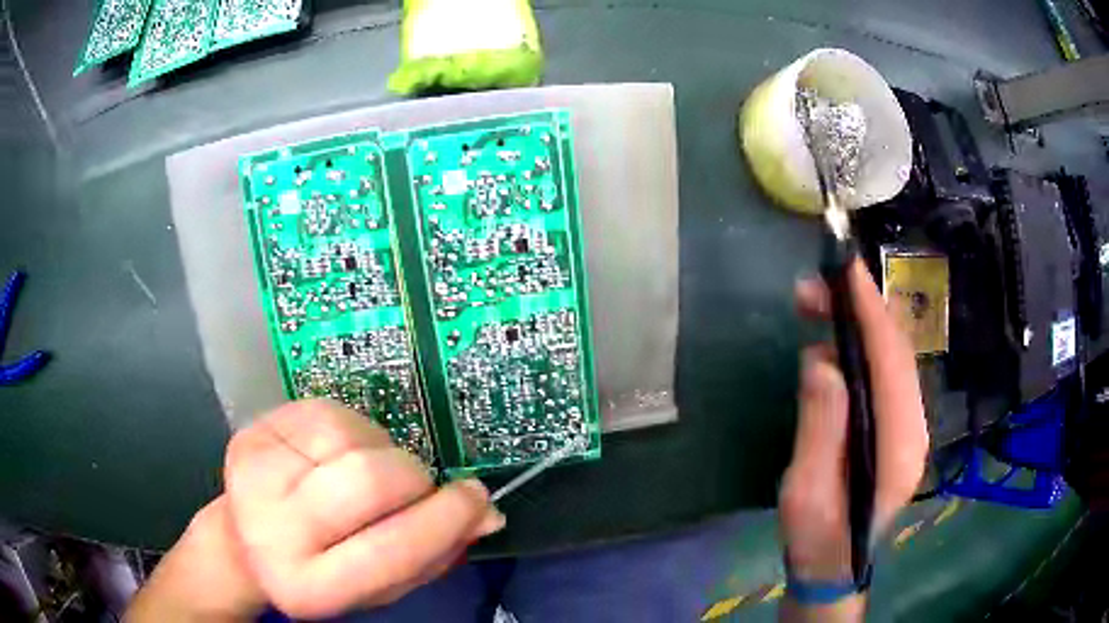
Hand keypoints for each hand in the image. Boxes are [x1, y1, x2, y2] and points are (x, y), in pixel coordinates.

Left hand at [127, 399, 504, 620]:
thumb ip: (433, 555)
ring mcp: (256, 473)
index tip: (476, 499)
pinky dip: (354, 433)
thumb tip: (486, 514)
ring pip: (352, 440)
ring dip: (382, 454)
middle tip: (417, 488)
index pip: (390, 552)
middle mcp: (273, 531)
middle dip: (413, 480)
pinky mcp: (254, 433)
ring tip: (369, 474)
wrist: (244, 542)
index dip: (443, 521)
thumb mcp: (379, 586)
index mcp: (309, 587)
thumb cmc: (321, 570)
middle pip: (369, 480)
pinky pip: (328, 414)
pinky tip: (342, 455)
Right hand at [779, 261, 928, 619]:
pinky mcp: (896, 427)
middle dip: (859, 309)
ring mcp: (909, 426)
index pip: (891, 362)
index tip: (844, 268)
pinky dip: (858, 349)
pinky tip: (830, 351)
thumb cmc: (817, 540)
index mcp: (900, 446)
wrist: (833, 570)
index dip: (869, 310)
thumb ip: (820, 429)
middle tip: (812, 288)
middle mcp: (914, 427)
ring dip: (856, 326)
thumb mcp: (806, 494)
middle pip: (896, 351)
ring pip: (891, 358)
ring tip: (813, 310)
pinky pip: (882, 374)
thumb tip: (822, 361)